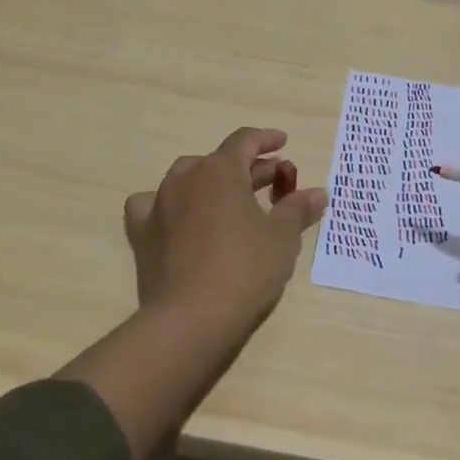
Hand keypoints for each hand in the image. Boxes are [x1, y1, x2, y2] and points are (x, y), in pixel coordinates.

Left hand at [123, 126, 327, 336]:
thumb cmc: (245, 270)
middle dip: (248, 168)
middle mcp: (186, 178)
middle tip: (273, 183)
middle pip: (219, 161)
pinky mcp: (142, 234)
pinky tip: (178, 219)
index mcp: (220, 170)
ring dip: (210, 183)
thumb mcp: (283, 239)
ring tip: (229, 201)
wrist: (190, 319)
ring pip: (186, 179)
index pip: (245, 141)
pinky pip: (152, 206)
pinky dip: (168, 206)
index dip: (266, 139)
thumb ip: (297, 209)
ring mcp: (159, 204)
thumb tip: (318, 193)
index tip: (283, 143)